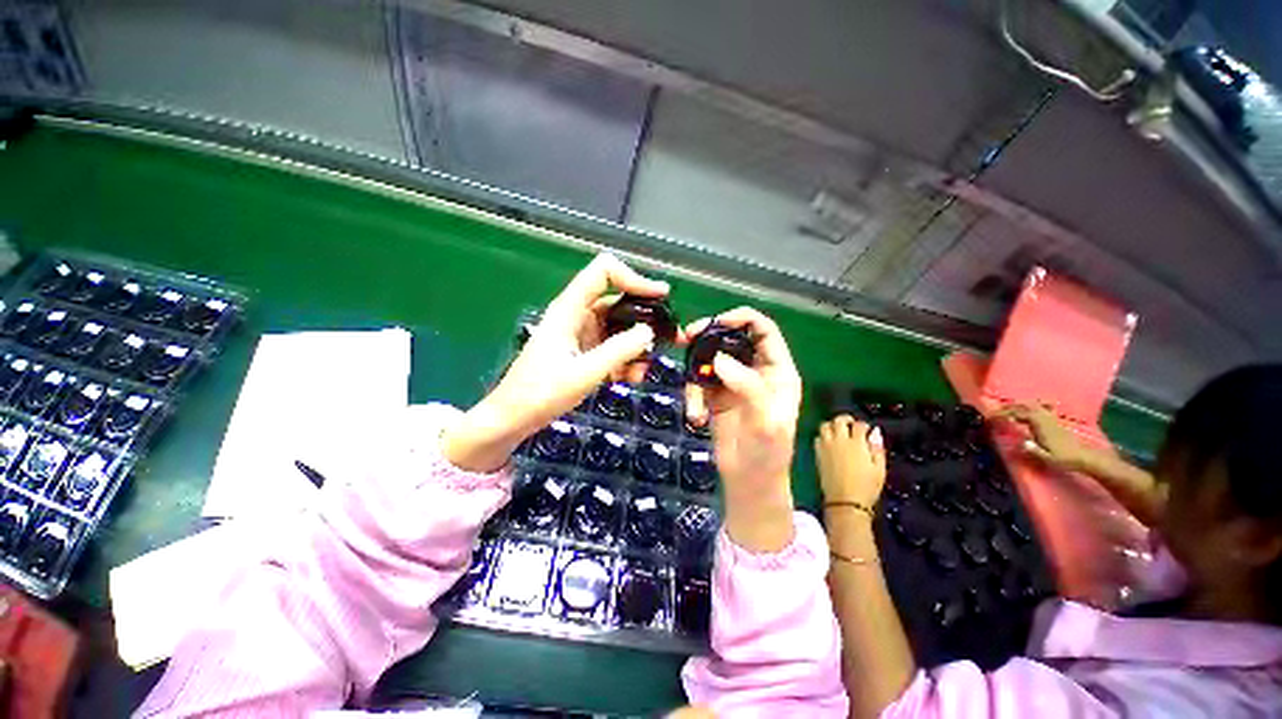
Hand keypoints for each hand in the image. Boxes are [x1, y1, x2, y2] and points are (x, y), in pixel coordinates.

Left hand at [442, 254, 668, 471]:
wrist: (513, 419)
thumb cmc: (541, 394)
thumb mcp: (584, 373)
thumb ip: (619, 351)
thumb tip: (648, 332)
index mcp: (570, 309)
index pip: (604, 272)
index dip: (634, 278)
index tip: (661, 296)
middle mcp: (577, 315)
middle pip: (618, 302)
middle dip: (644, 320)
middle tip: (669, 339)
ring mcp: (581, 334)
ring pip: (619, 328)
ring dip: (635, 347)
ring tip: (640, 372)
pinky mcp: (584, 351)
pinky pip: (612, 347)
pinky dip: (624, 359)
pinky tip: (628, 378)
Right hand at [683, 308, 801, 552]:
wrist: (749, 482)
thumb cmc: (767, 453)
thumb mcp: (766, 421)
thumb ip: (748, 387)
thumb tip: (718, 360)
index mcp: (777, 371)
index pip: (764, 330)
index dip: (742, 318)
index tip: (716, 321)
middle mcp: (755, 371)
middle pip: (731, 339)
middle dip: (709, 337)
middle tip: (686, 338)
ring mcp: (733, 382)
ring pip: (710, 359)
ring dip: (696, 373)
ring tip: (694, 401)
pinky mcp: (715, 396)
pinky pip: (699, 382)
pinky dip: (692, 396)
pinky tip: (695, 417)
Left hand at [815, 416, 885, 507]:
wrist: (845, 501)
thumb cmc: (867, 487)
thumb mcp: (879, 469)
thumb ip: (877, 449)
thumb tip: (875, 432)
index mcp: (857, 444)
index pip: (858, 425)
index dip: (863, 425)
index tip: (866, 429)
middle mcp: (839, 441)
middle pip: (838, 421)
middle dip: (845, 419)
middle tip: (850, 424)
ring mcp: (826, 446)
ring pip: (824, 426)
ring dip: (832, 425)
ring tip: (838, 431)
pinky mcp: (817, 453)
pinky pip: (817, 438)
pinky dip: (823, 436)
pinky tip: (829, 442)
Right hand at [996, 403, 1093, 471]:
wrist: (1085, 457)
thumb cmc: (1064, 459)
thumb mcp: (1048, 458)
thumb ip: (1034, 450)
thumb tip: (1020, 443)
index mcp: (1041, 426)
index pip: (1020, 414)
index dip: (1005, 413)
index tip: (993, 416)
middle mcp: (1045, 419)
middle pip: (1025, 406)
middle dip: (1010, 406)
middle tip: (997, 410)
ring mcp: (1051, 418)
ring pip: (1034, 404)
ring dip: (1020, 404)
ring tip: (1009, 408)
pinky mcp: (1055, 420)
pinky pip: (1043, 406)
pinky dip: (1035, 404)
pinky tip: (1033, 405)